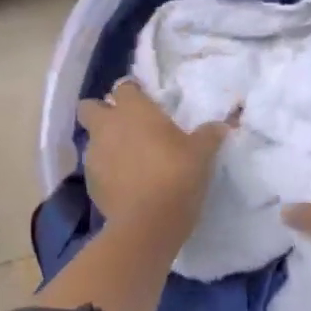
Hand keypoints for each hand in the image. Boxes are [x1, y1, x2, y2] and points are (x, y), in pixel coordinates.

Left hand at [79, 80, 232, 247]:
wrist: (148, 223)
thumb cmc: (176, 175)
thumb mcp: (201, 154)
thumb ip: (209, 135)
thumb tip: (221, 126)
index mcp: (133, 110)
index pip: (123, 87)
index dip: (133, 94)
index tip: (146, 103)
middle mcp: (107, 127)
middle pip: (90, 107)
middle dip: (102, 112)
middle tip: (125, 126)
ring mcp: (93, 155)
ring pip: (91, 140)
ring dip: (106, 144)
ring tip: (129, 160)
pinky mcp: (89, 183)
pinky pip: (96, 169)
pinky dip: (107, 172)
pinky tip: (126, 185)